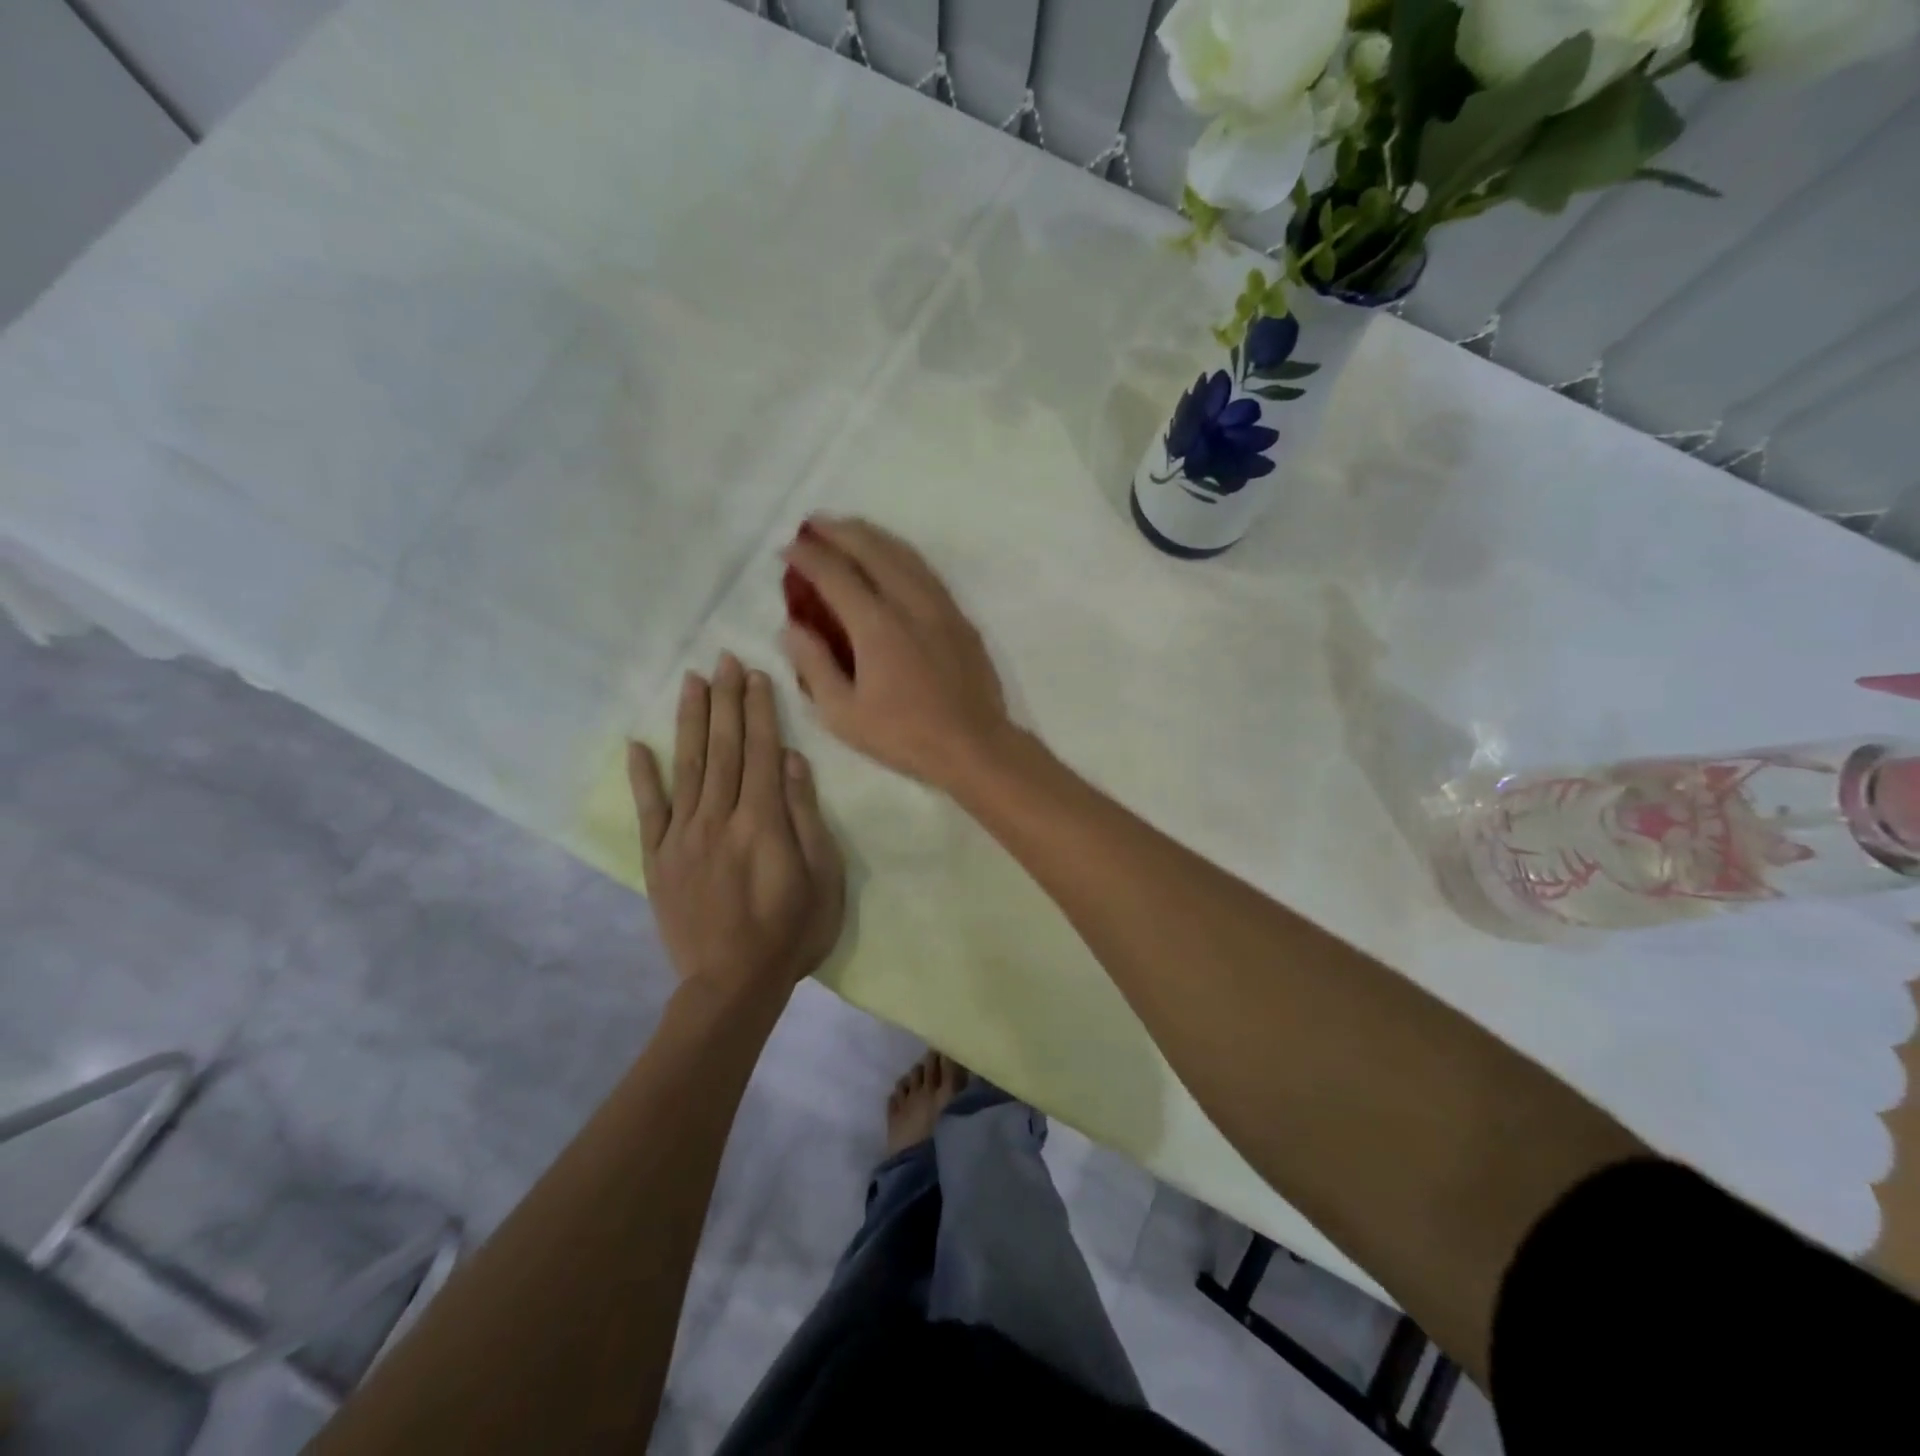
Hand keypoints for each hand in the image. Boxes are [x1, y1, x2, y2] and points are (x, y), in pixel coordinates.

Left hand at [628, 654, 844, 998]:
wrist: (732, 984)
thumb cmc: (791, 932)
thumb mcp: (822, 878)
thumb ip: (805, 817)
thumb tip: (793, 761)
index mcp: (762, 821)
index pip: (760, 751)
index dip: (758, 710)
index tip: (753, 674)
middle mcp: (719, 817)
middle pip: (723, 748)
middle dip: (725, 700)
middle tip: (723, 659)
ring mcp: (683, 836)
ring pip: (687, 766)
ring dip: (690, 721)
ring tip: (691, 682)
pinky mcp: (659, 859)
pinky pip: (649, 810)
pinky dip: (642, 776)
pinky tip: (637, 745)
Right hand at [780, 516, 1014, 791]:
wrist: (975, 746)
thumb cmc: (904, 736)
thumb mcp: (843, 714)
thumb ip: (813, 665)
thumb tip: (790, 627)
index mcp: (877, 626)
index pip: (835, 574)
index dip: (808, 556)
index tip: (787, 549)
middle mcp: (910, 603)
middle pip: (872, 549)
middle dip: (840, 531)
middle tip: (814, 525)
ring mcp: (941, 607)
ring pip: (904, 554)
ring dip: (873, 536)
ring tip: (850, 530)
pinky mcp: (960, 618)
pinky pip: (926, 572)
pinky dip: (902, 555)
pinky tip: (893, 558)